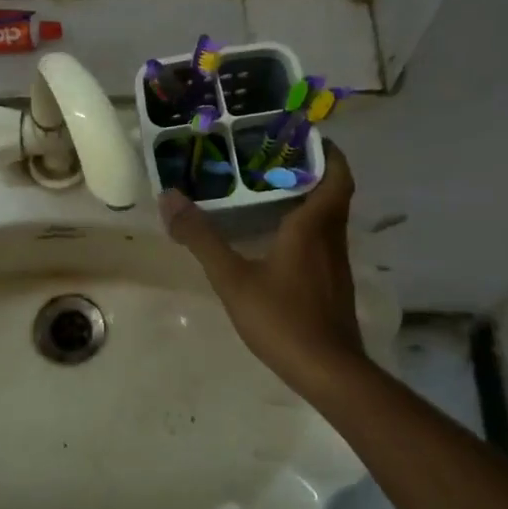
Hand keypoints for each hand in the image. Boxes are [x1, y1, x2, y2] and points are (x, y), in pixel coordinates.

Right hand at [161, 142, 368, 394]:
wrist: (328, 372)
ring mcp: (337, 264)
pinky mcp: (334, 285)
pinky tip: (277, 239)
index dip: (326, 152)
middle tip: (272, 158)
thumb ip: (201, 238)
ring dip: (308, 199)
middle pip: (333, 192)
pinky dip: (306, 227)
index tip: (300, 137)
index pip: (336, 174)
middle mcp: (332, 237)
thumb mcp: (233, 278)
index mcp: (314, 225)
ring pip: (329, 218)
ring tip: (268, 190)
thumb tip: (170, 198)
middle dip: (309, 171)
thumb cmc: (283, 318)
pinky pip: (324, 241)